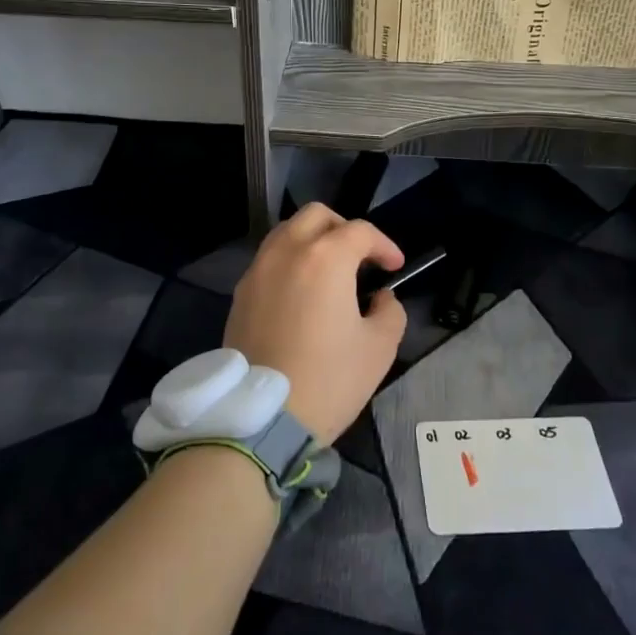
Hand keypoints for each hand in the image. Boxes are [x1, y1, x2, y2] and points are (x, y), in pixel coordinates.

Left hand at [224, 204, 405, 443]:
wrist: (261, 418)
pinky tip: (301, 294)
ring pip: (287, 232)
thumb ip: (390, 311)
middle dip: (344, 228)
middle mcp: (287, 252)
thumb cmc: (328, 379)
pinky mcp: (240, 293)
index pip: (360, 231)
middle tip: (360, 258)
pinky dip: (289, 262)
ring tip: (329, 272)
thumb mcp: (379, 348)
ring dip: (312, 240)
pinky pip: (269, 260)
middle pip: (317, 216)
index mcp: (325, 258)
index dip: (384, 245)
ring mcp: (258, 270)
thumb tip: (380, 298)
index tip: (395, 267)